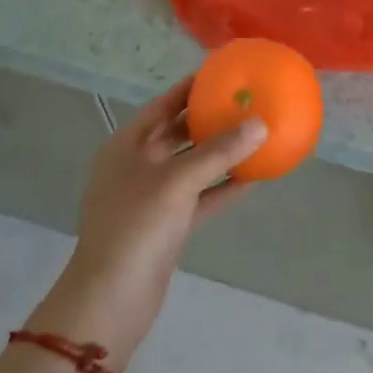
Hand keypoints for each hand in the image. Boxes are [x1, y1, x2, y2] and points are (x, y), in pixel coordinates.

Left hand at [30, 77, 264, 359]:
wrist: (111, 300)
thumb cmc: (137, 227)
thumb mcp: (178, 182)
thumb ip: (220, 151)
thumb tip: (261, 123)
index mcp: (127, 146)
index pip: (163, 104)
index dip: (190, 87)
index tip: (222, 73)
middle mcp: (137, 166)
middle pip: (178, 132)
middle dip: (209, 118)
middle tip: (245, 102)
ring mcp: (151, 198)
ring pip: (191, 165)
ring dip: (220, 154)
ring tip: (255, 135)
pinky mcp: (166, 226)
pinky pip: (199, 197)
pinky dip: (222, 187)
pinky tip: (253, 178)